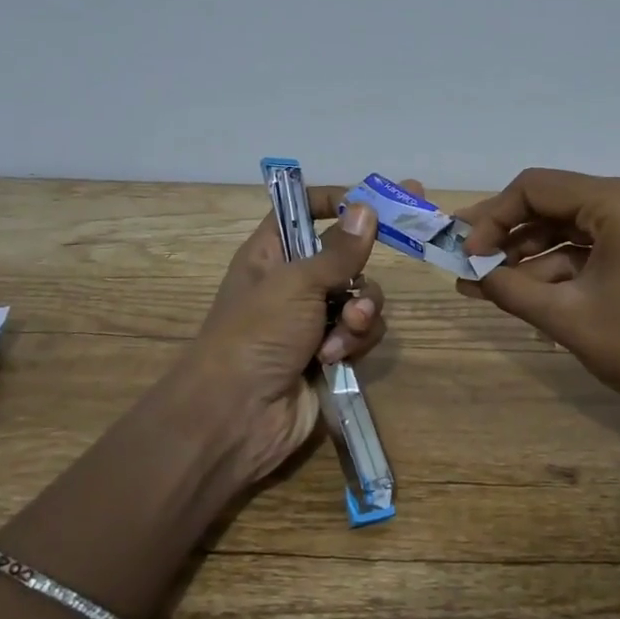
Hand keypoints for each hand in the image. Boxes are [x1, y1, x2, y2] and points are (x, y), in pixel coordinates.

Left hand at [180, 184, 399, 485]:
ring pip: (360, 298)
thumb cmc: (257, 334)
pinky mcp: (329, 353)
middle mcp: (293, 282)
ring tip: (343, 332)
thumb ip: (339, 250)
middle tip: (382, 263)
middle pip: (345, 257)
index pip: (302, 210)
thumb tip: (366, 207)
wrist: (237, 416)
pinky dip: (354, 342)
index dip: (334, 202)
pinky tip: (334, 358)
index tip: (370, 202)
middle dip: (359, 272)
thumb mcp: (297, 283)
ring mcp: (312, 320)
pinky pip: (361, 332)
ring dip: (359, 314)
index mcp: (272, 253)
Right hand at [456, 169, 619, 421]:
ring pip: (573, 225)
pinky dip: (562, 264)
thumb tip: (468, 272)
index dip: (493, 217)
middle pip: (555, 203)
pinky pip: (596, 243)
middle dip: (509, 235)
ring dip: (531, 254)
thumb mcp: (563, 316)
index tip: (466, 252)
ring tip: (486, 283)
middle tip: (467, 258)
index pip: (537, 188)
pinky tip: (525, 289)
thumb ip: (508, 287)